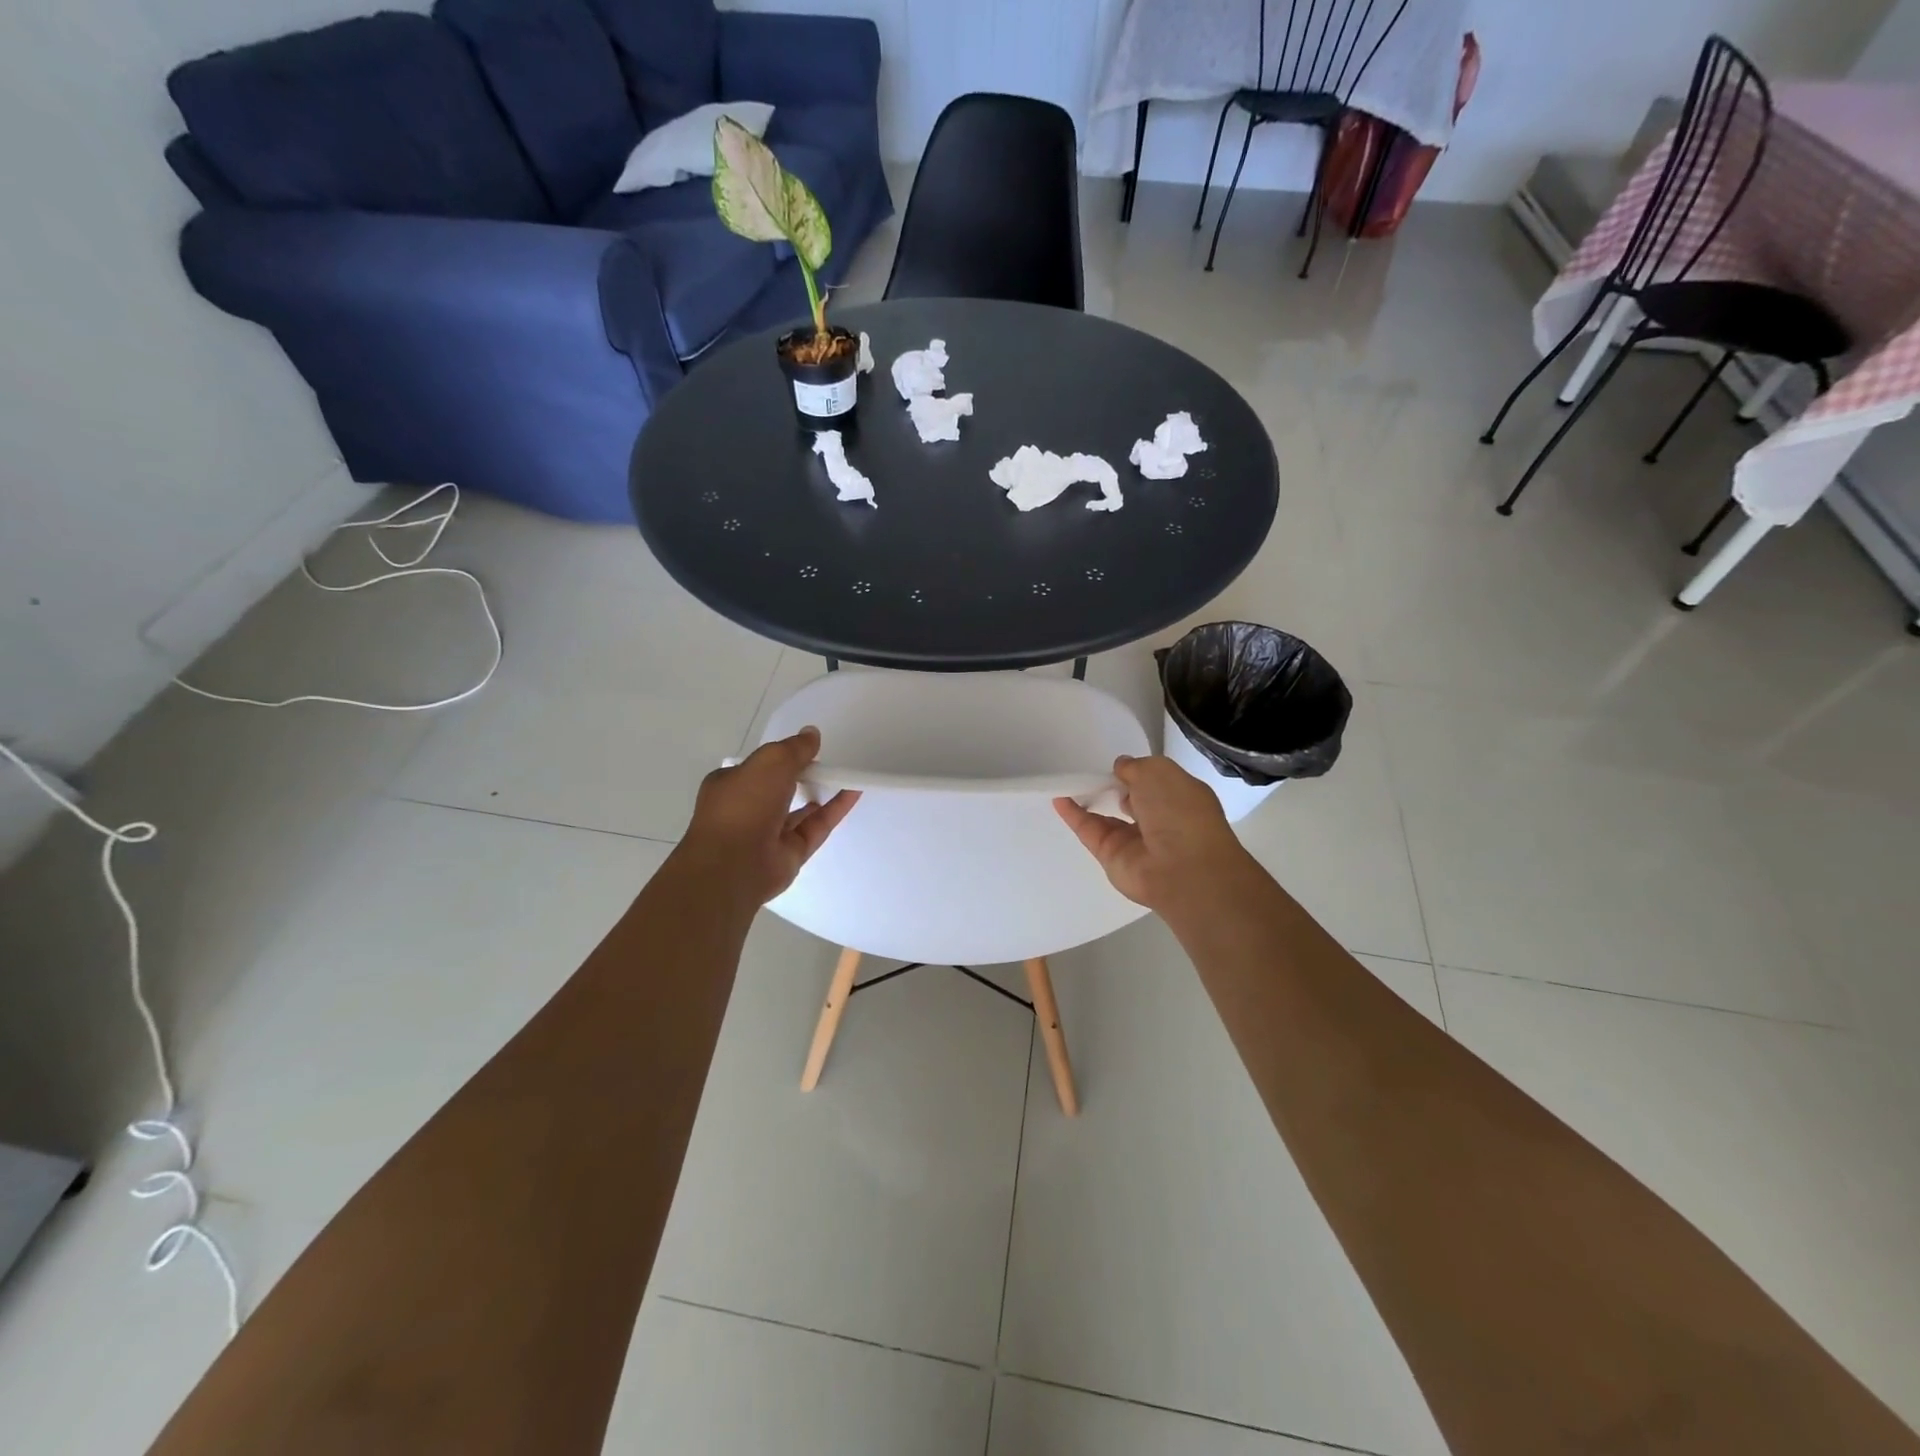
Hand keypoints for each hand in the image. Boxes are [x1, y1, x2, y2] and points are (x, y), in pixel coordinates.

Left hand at [679, 728, 858, 904]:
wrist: (735, 865)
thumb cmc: (744, 804)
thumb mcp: (771, 761)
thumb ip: (794, 748)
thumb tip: (812, 734)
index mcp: (729, 786)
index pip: (757, 767)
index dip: (781, 756)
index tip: (806, 749)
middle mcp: (747, 810)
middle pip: (779, 788)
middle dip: (801, 775)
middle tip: (827, 762)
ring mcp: (768, 834)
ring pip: (799, 810)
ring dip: (819, 792)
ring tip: (843, 776)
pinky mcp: (790, 853)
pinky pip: (816, 827)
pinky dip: (834, 810)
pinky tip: (853, 793)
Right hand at [1055, 755, 1256, 912]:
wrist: (1182, 867)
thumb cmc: (1179, 812)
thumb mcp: (1159, 772)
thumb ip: (1135, 766)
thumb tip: (1120, 768)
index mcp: (1180, 799)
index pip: (1156, 783)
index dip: (1137, 772)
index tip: (1118, 765)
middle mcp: (1160, 821)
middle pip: (1132, 800)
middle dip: (1115, 786)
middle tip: (1093, 772)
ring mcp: (1135, 841)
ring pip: (1108, 817)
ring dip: (1090, 799)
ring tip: (1069, 781)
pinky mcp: (1111, 856)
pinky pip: (1089, 831)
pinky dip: (1073, 815)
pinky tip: (1058, 798)